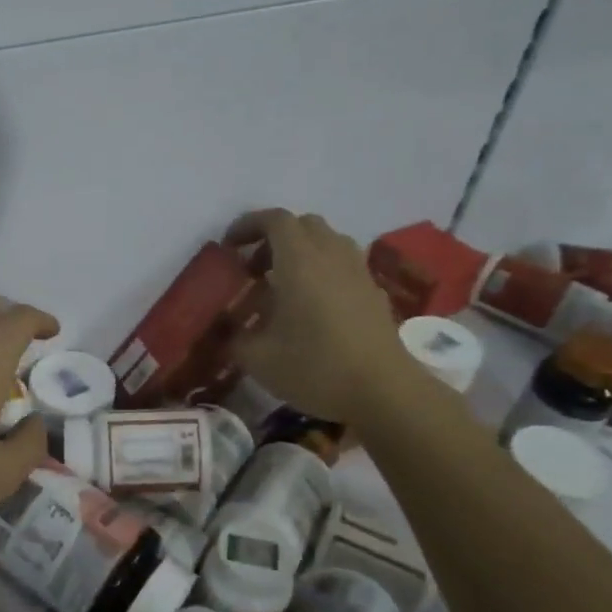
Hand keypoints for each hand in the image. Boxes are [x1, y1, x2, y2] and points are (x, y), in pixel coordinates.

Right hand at [226, 209, 414, 423]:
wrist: (383, 391)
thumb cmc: (315, 367)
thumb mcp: (258, 358)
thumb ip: (236, 337)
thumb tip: (228, 330)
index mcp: (299, 261)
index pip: (274, 220)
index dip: (248, 224)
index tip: (230, 246)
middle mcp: (331, 256)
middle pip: (303, 225)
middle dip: (274, 238)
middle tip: (255, 268)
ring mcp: (358, 272)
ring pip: (328, 242)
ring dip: (302, 252)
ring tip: (284, 284)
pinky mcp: (374, 293)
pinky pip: (344, 265)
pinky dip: (323, 271)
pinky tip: (313, 306)